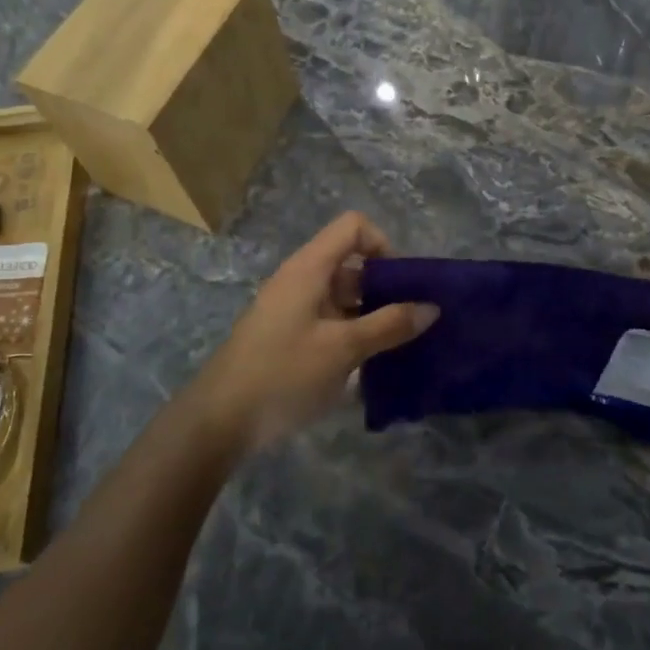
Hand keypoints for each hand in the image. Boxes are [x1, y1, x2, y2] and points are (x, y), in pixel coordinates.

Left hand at [191, 212, 438, 453]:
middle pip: (353, 263)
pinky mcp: (290, 338)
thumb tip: (431, 307)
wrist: (219, 421)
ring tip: (400, 347)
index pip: (354, 227)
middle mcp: (301, 280)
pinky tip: (372, 366)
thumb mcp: (343, 349)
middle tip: (413, 322)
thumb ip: (389, 325)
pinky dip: (355, 334)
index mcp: (309, 268)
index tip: (403, 284)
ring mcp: (294, 310)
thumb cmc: (283, 374)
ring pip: (344, 296)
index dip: (383, 245)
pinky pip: (332, 322)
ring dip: (373, 315)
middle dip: (386, 287)